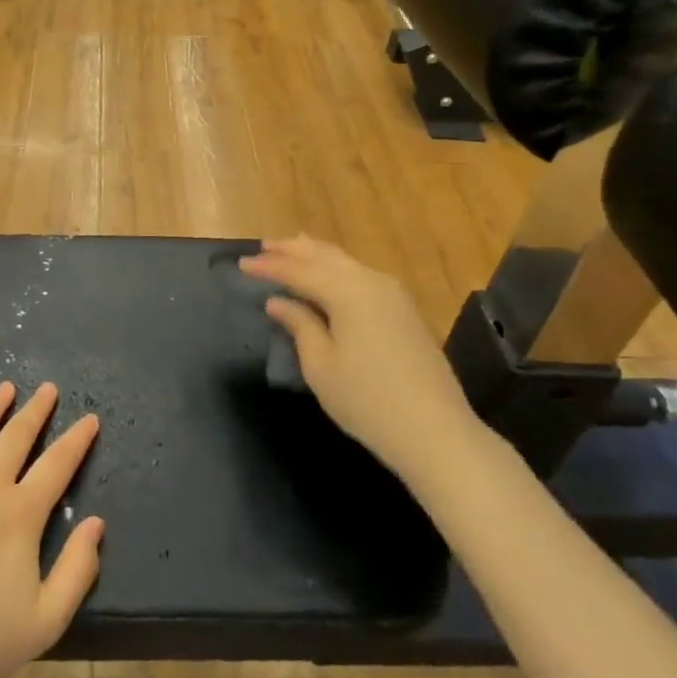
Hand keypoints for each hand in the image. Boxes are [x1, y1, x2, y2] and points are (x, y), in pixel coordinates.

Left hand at [0, 382, 104, 677]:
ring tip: (5, 388)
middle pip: (16, 436)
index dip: (77, 439)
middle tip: (48, 389)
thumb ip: (77, 570)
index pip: (57, 464)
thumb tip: (97, 524)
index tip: (90, 418)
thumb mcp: (46, 619)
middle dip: (36, 410)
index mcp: (20, 514)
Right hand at [240, 236, 482, 482]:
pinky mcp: (405, 311)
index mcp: (348, 292)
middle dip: (293, 250)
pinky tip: (327, 276)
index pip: (299, 271)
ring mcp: (394, 295)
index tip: (241, 264)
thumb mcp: (320, 365)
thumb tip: (278, 302)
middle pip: (325, 257)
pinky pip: (362, 275)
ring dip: (316, 255)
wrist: (434, 431)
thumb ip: (299, 325)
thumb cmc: (366, 400)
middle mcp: (372, 282)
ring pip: (346, 263)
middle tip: (264, 246)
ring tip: (291, 250)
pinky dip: (337, 269)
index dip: (269, 267)